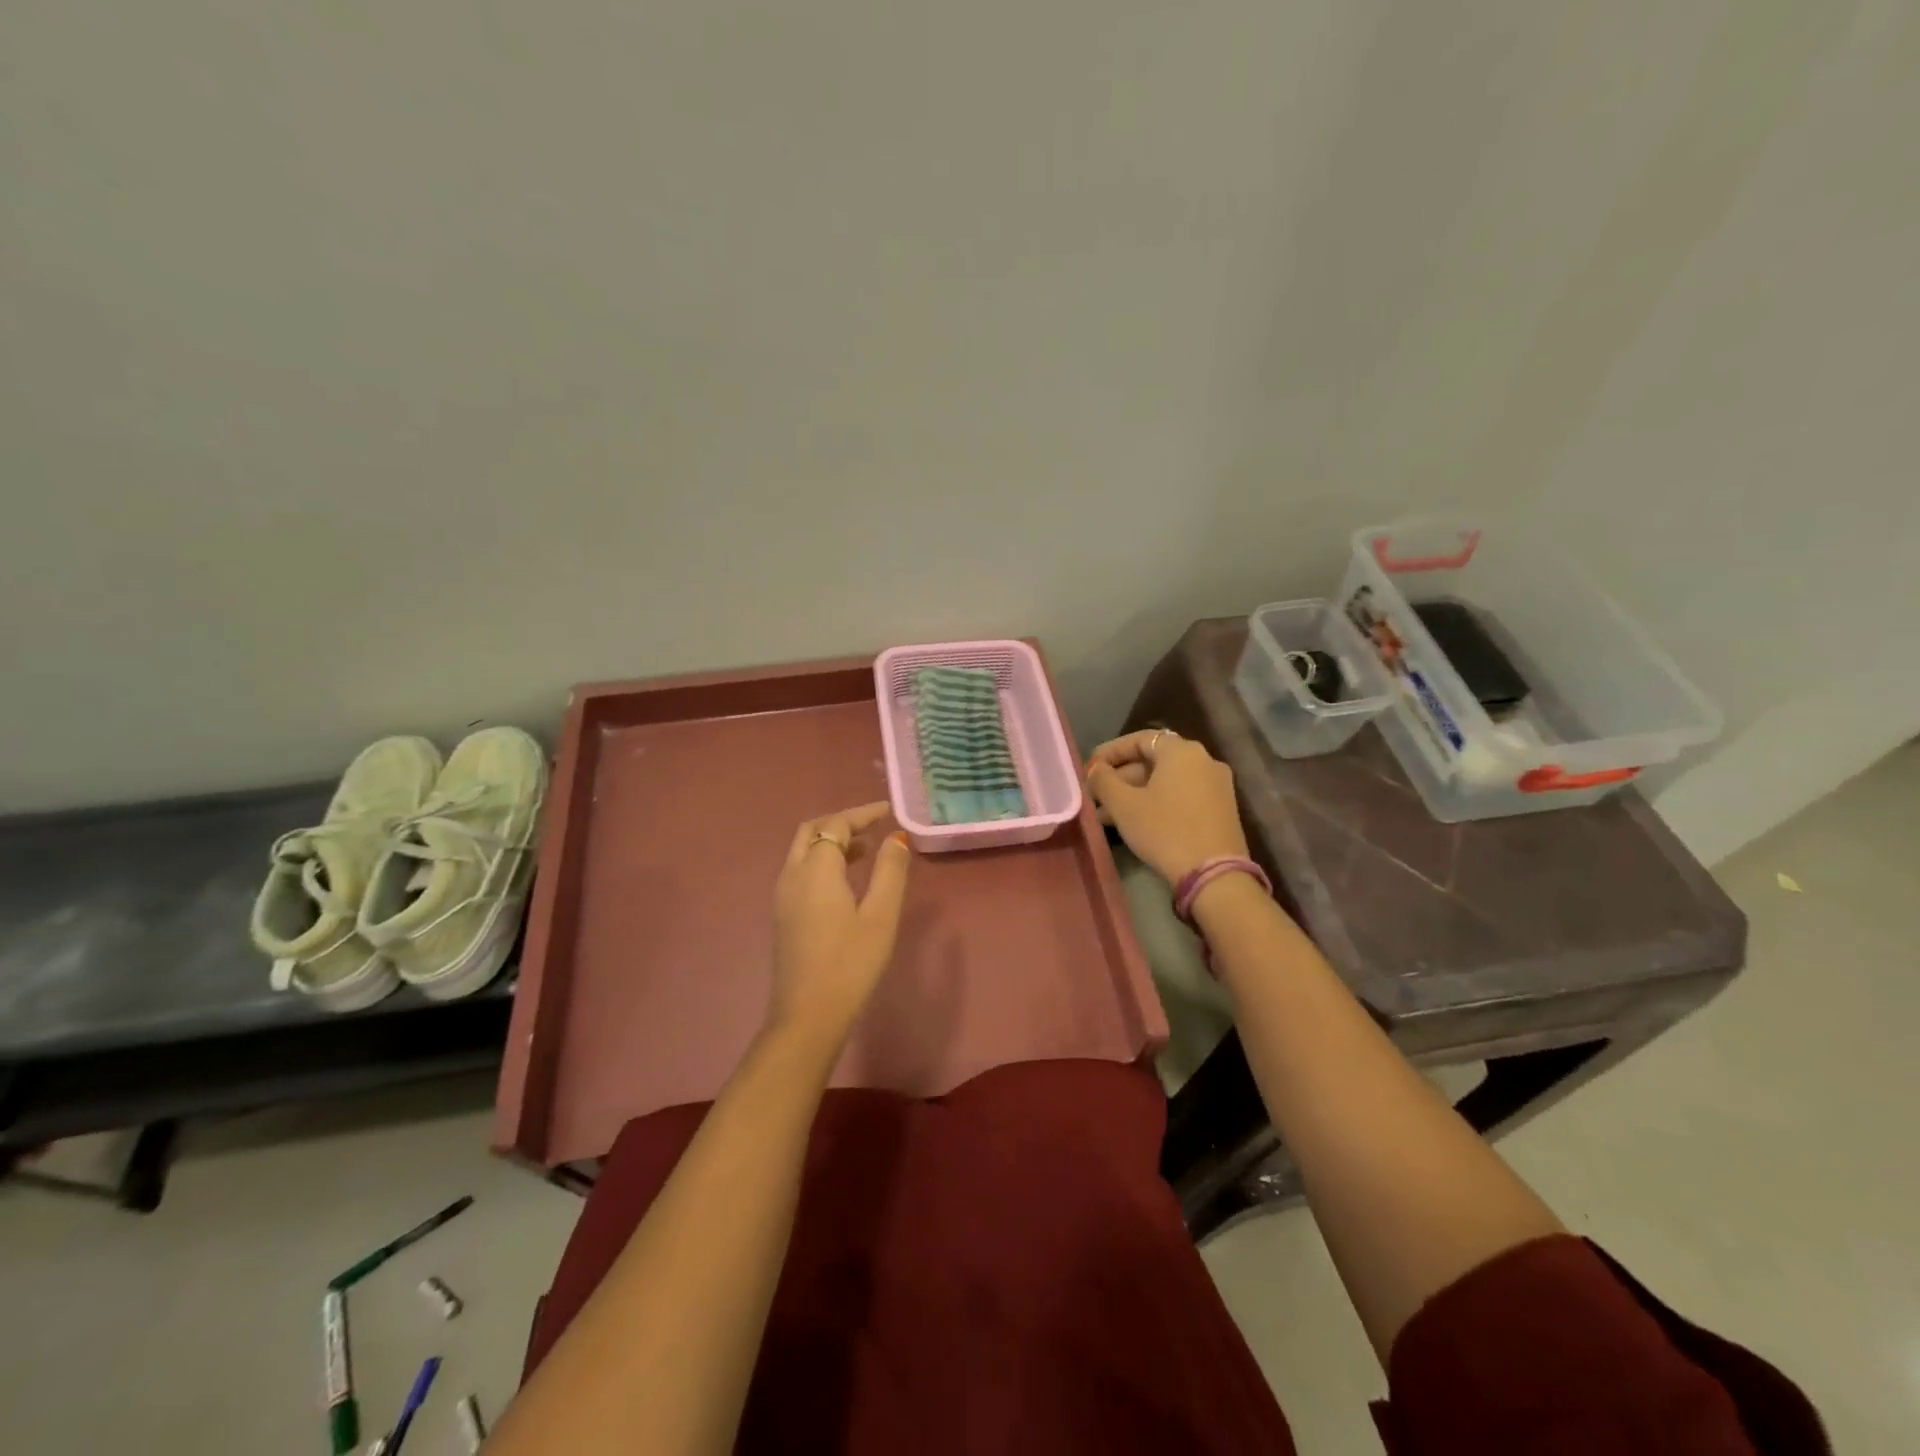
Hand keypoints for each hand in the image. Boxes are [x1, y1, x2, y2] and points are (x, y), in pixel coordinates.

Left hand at [769, 802, 912, 1046]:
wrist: (807, 1015)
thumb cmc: (850, 963)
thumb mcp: (880, 915)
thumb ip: (890, 871)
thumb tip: (896, 838)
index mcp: (815, 869)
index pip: (836, 824)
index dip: (862, 814)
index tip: (888, 811)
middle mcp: (792, 874)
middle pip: (812, 830)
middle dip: (842, 822)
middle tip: (873, 825)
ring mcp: (782, 895)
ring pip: (803, 850)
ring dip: (831, 841)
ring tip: (867, 848)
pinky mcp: (783, 914)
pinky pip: (800, 870)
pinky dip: (822, 860)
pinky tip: (846, 879)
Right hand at [1086, 730, 1249, 885]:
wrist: (1214, 875)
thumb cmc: (1164, 830)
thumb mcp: (1124, 805)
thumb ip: (1103, 780)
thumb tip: (1096, 770)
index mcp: (1182, 751)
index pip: (1139, 739)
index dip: (1110, 752)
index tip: (1089, 769)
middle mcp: (1204, 760)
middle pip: (1153, 760)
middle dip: (1120, 777)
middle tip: (1095, 795)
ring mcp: (1216, 785)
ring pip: (1166, 781)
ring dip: (1135, 793)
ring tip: (1106, 815)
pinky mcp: (1221, 809)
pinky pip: (1181, 795)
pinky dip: (1156, 802)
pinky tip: (1134, 822)